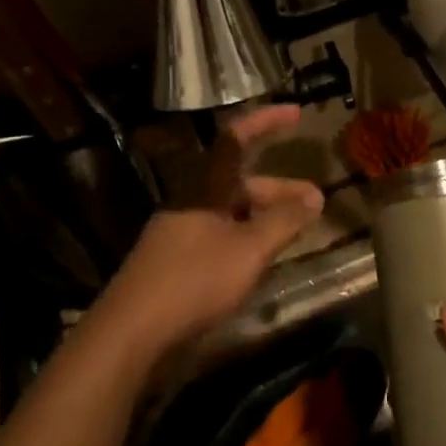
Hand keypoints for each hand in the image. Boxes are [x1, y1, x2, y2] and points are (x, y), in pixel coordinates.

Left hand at [93, 106, 323, 359]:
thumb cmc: (193, 281)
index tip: (296, 112)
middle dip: (280, 187)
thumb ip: (284, 222)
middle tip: (315, 202)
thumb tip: (315, 197)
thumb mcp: (248, 250)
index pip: (236, 139)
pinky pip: (222, 235)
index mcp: (204, 188)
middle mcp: (191, 202)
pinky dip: (248, 236)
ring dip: (266, 215)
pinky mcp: (178, 261)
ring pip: (232, 211)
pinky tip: (263, 258)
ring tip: (296, 233)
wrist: (130, 333)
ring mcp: (182, 232)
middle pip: (241, 181)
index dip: (266, 122)